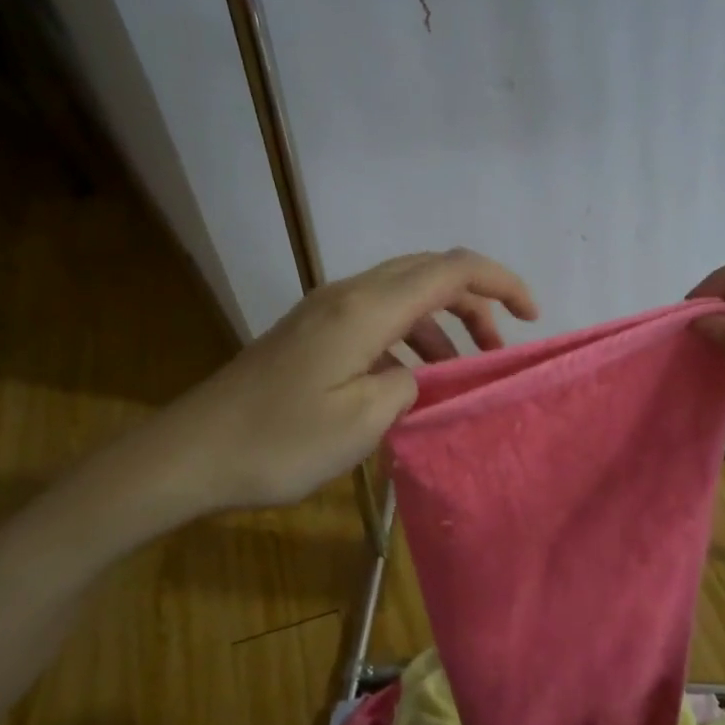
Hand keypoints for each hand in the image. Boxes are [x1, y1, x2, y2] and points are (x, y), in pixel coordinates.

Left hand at [62, 250, 536, 548]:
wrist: (193, 454)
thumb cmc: (279, 441)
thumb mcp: (362, 421)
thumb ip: (411, 385)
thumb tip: (421, 373)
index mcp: (366, 309)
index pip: (450, 271)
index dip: (500, 283)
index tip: (531, 316)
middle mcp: (348, 295)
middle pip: (429, 273)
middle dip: (475, 302)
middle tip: (497, 349)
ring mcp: (326, 311)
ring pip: (404, 295)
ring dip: (442, 324)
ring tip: (461, 371)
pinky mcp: (313, 332)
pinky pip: (378, 318)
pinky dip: (410, 339)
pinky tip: (411, 381)